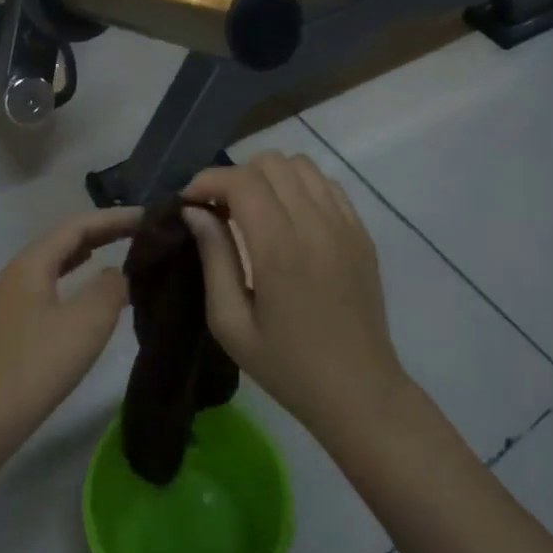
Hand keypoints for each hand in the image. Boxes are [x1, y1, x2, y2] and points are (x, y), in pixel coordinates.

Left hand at [0, 207, 142, 463]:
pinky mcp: (12, 327)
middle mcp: (18, 273)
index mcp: (32, 262)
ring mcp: (11, 301)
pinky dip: (76, 278)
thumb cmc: (35, 366)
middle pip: (65, 239)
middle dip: (103, 231)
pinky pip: (51, 285)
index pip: (79, 224)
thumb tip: (117, 273)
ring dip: (89, 253)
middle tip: (142, 231)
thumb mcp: (86, 323)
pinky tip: (88, 291)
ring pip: (57, 263)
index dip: (115, 218)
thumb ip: (110, 288)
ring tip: (121, 251)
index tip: (150, 217)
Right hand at [182, 154, 407, 447]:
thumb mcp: (231, 324)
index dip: (208, 180)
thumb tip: (195, 212)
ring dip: (270, 177)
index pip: (241, 181)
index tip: (190, 203)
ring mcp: (345, 224)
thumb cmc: (286, 366)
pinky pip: (327, 184)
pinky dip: (301, 187)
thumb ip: (213, 258)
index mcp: (279, 249)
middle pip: (271, 162)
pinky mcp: (362, 232)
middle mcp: (315, 224)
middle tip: (221, 211)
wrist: (358, 390)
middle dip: (236, 176)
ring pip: (301, 165)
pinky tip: (290, 219)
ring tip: (255, 211)